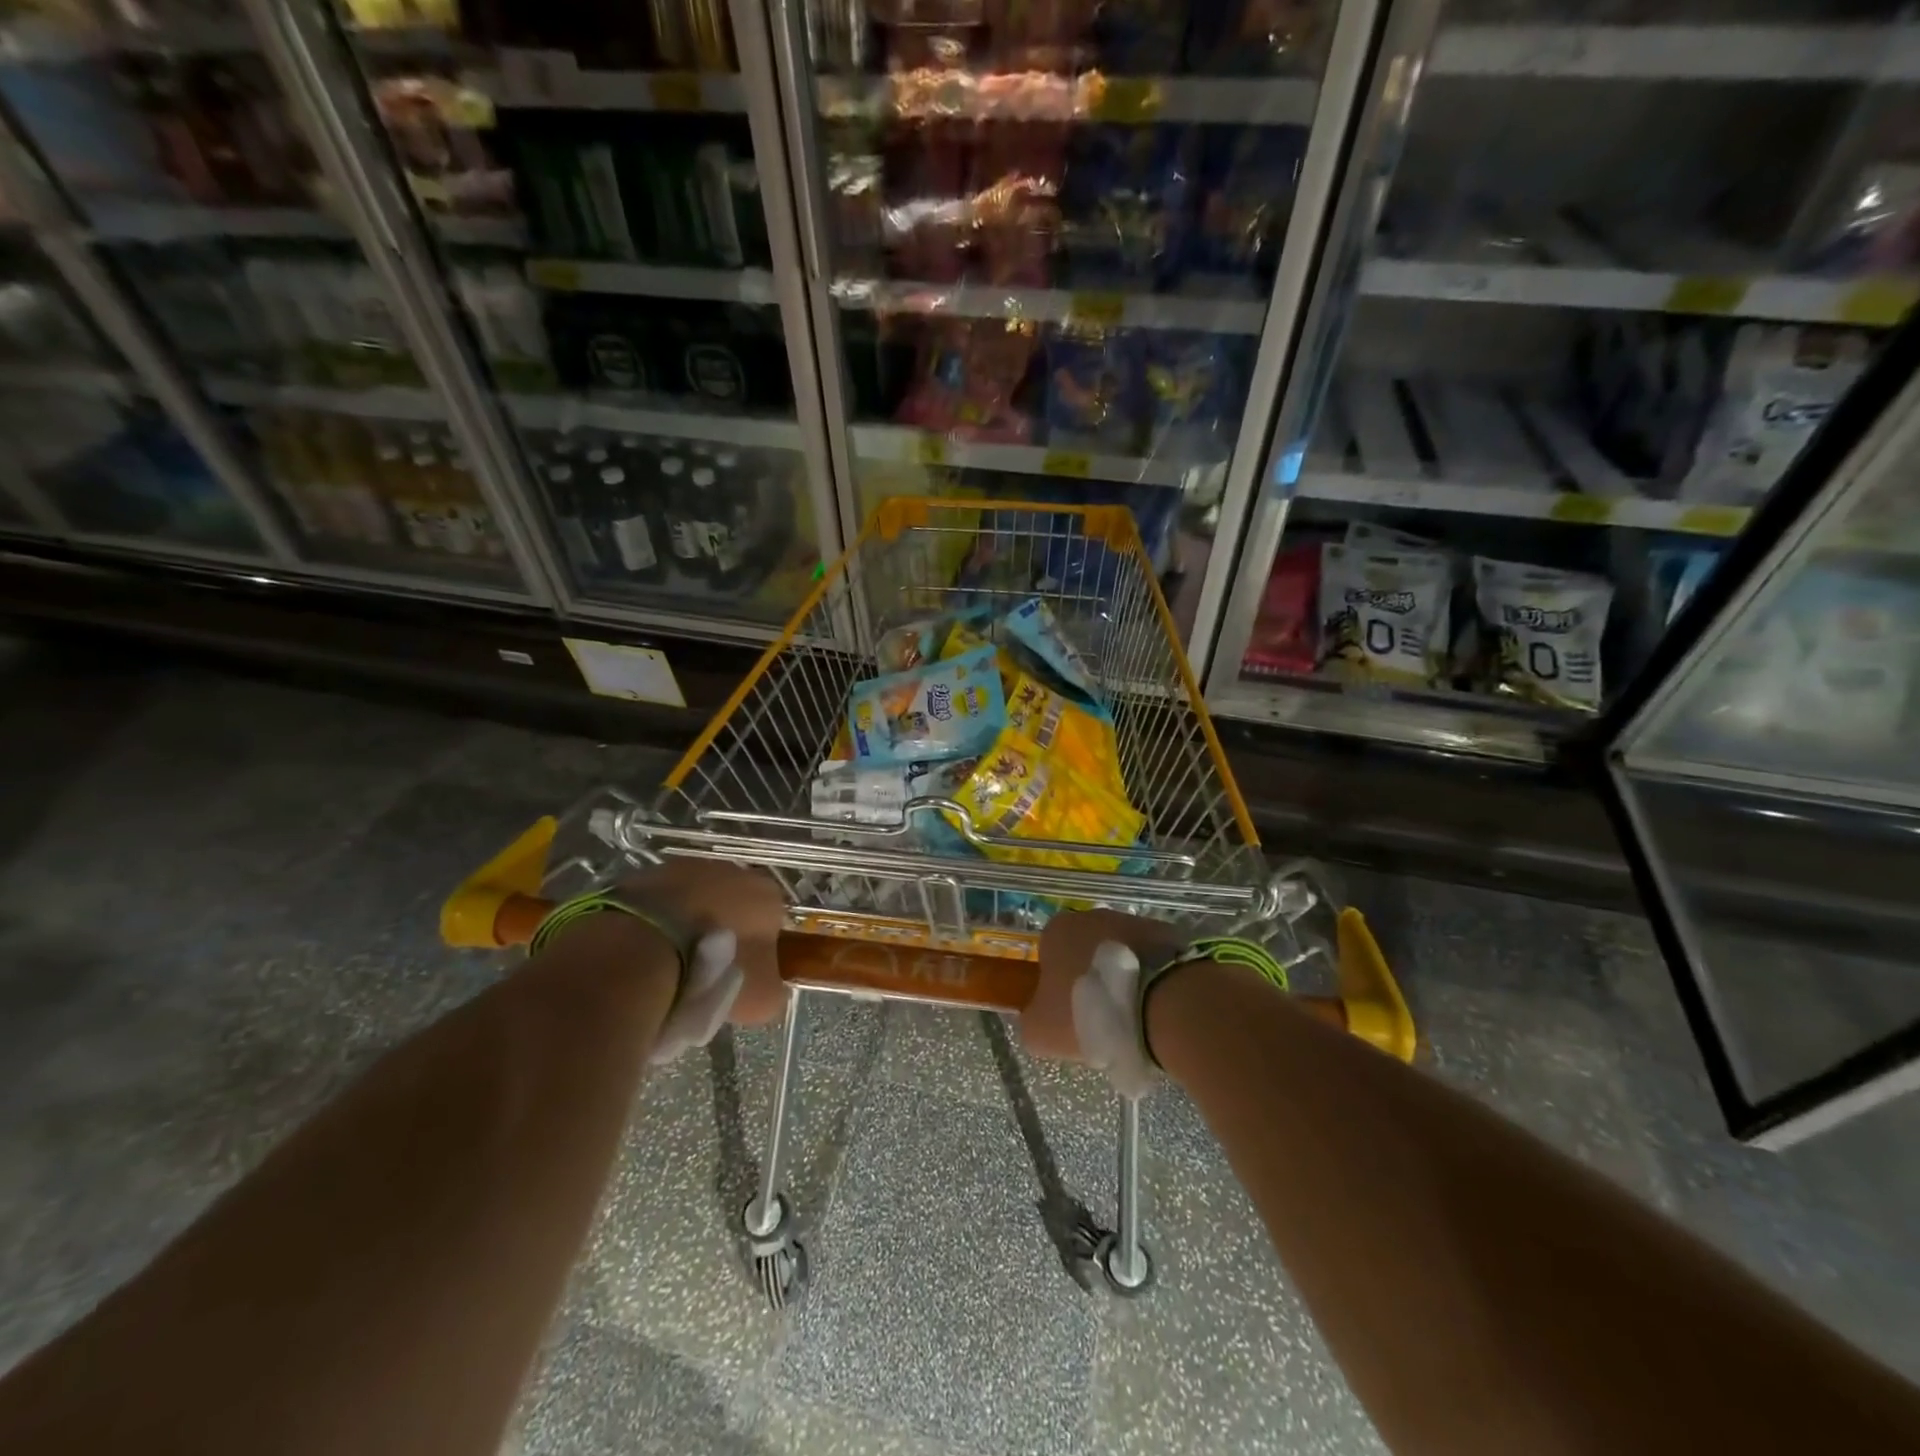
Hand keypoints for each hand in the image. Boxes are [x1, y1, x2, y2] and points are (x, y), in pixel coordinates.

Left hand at [621, 859, 787, 1027]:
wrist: (644, 950)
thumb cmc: (715, 970)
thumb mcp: (761, 998)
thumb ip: (775, 989)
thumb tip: (771, 988)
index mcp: (768, 895)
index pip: (773, 919)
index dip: (760, 946)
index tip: (746, 972)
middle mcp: (733, 871)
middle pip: (735, 902)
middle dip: (725, 928)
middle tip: (709, 967)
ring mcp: (687, 867)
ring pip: (696, 897)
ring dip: (690, 920)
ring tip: (673, 960)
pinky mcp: (647, 874)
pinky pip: (661, 900)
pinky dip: (658, 919)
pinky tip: (648, 947)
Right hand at [1025, 910, 1182, 1094]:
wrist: (1160, 1005)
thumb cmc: (1090, 1013)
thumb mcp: (1041, 1031)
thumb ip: (1031, 1018)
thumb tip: (1039, 1015)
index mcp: (1056, 930)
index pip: (1048, 956)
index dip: (1056, 987)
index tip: (1069, 1016)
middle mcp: (1092, 915)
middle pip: (1084, 951)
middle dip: (1091, 979)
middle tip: (1101, 1018)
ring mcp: (1132, 921)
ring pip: (1119, 953)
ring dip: (1122, 977)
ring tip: (1133, 1016)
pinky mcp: (1166, 933)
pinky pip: (1150, 959)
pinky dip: (1151, 978)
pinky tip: (1156, 1007)